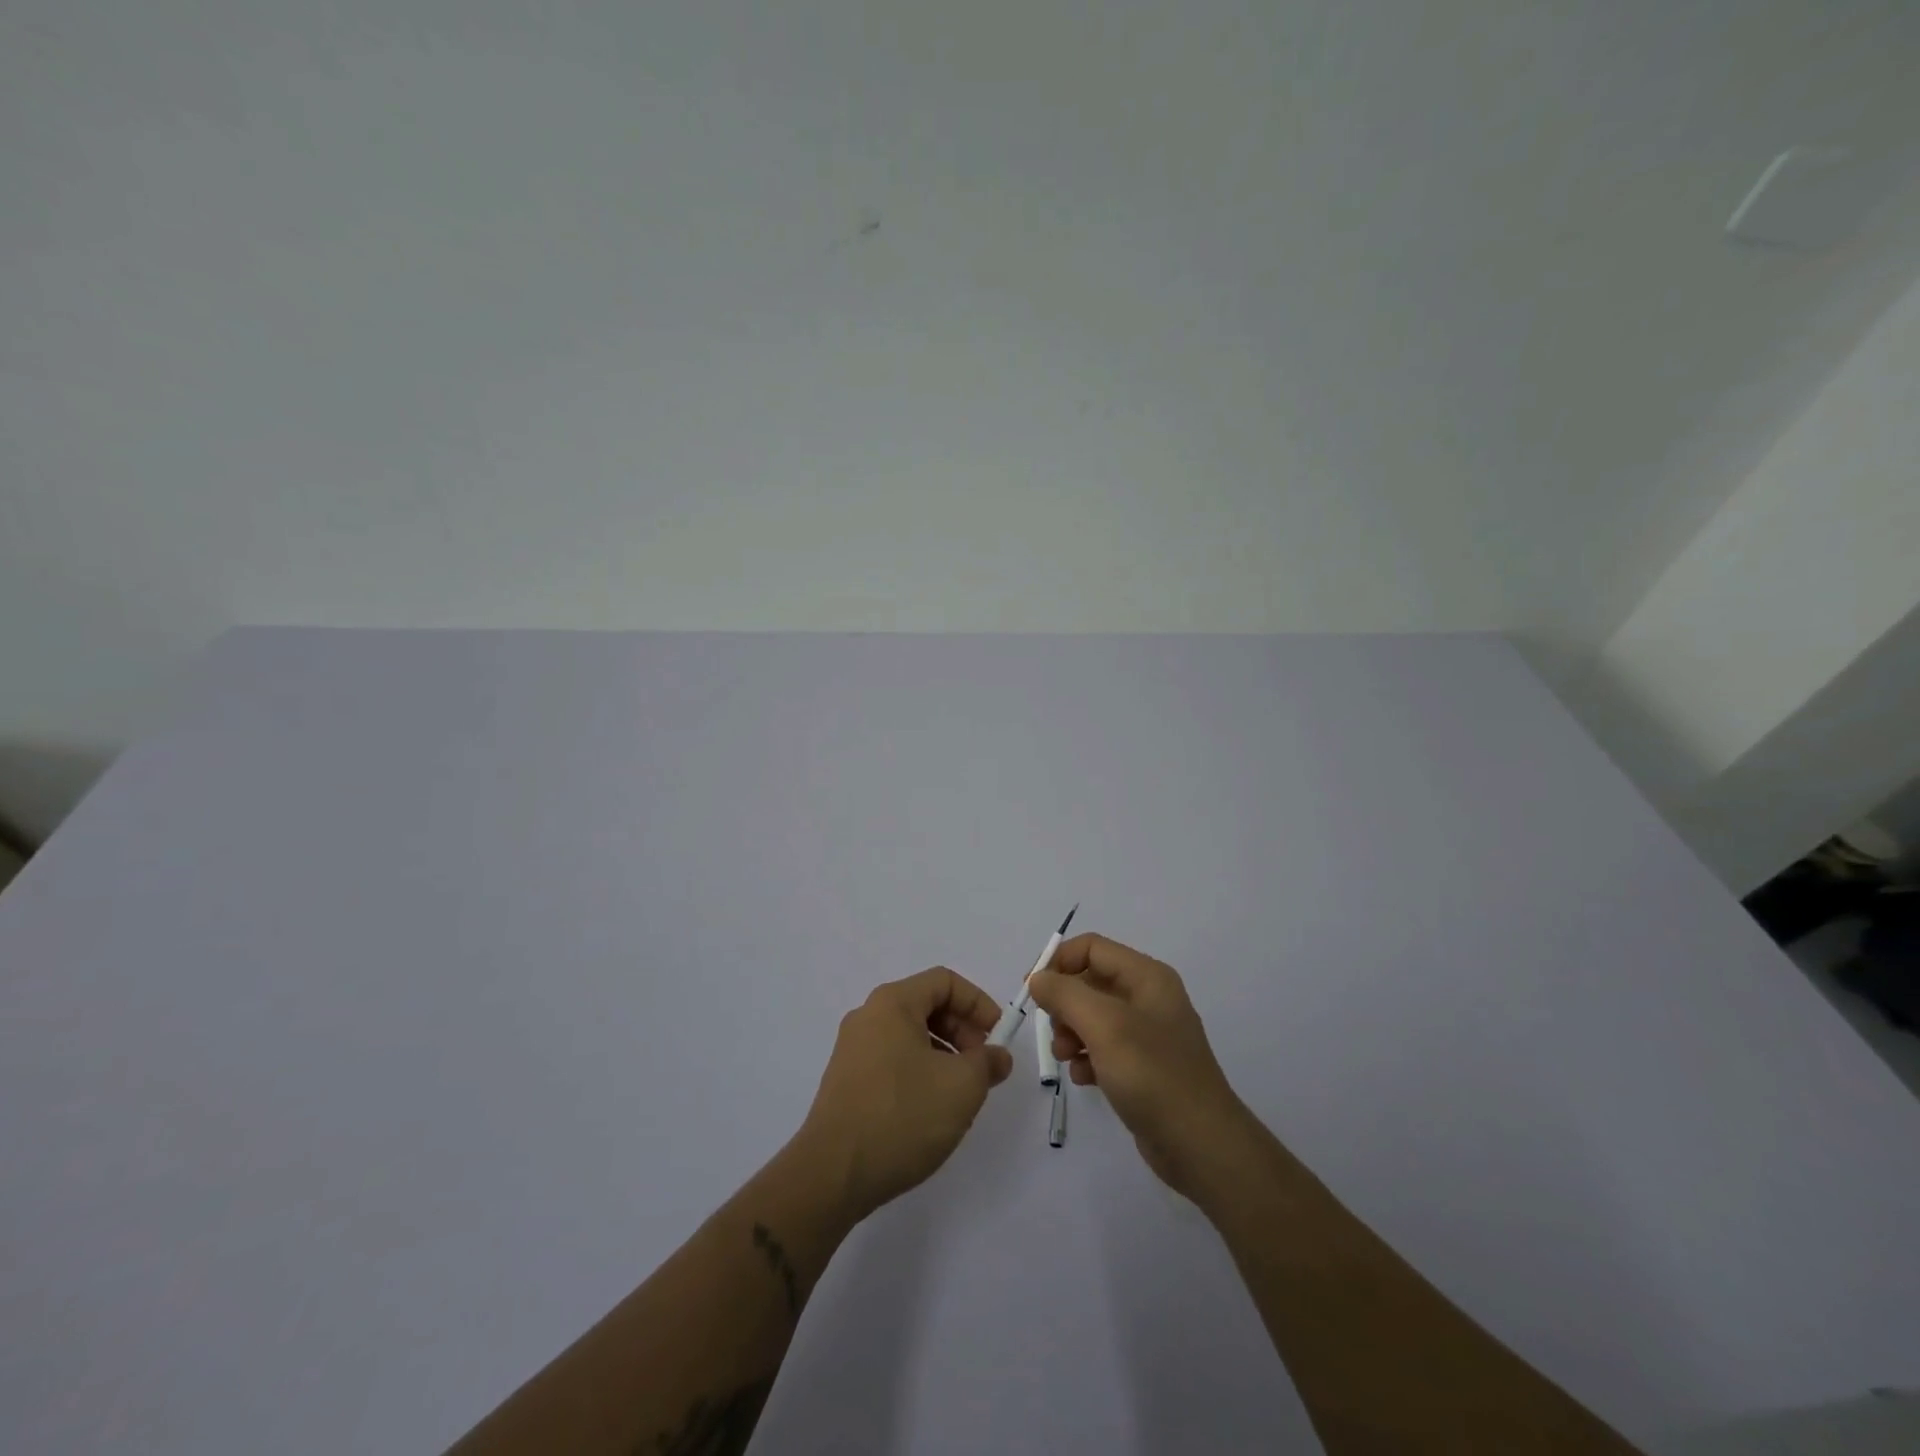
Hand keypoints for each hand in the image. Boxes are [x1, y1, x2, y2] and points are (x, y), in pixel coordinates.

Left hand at [795, 967, 1013, 1221]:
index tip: (998, 1038)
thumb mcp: (961, 1086)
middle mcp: (868, 1017)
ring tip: (962, 1093)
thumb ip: (987, 1063)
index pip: (944, 981)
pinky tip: (931, 1110)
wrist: (832, 1175)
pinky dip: (920, 1072)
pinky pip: (893, 1061)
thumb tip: (997, 1056)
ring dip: (944, 1055)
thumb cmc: (902, 1116)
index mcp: (892, 1003)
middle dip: (963, 1031)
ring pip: (910, 1036)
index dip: (978, 1003)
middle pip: (926, 1006)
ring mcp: (853, 1050)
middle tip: (984, 1067)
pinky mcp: (847, 1083)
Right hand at [1028, 934, 1256, 1202]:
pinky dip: (1086, 1056)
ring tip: (1064, 1057)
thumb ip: (1065, 994)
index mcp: (1147, 977)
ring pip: (1093, 1016)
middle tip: (1052, 1030)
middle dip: (1064, 1003)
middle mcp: (1148, 997)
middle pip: (1090, 981)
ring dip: (1070, 1032)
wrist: (1201, 1145)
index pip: (1091, 948)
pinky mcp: (1144, 1066)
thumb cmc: (1152, 1075)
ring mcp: (1148, 1033)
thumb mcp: (1104, 1026)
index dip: (1058, 961)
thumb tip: (1039, 979)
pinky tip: (1083, 1078)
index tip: (1031, 990)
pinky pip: (1104, 1048)